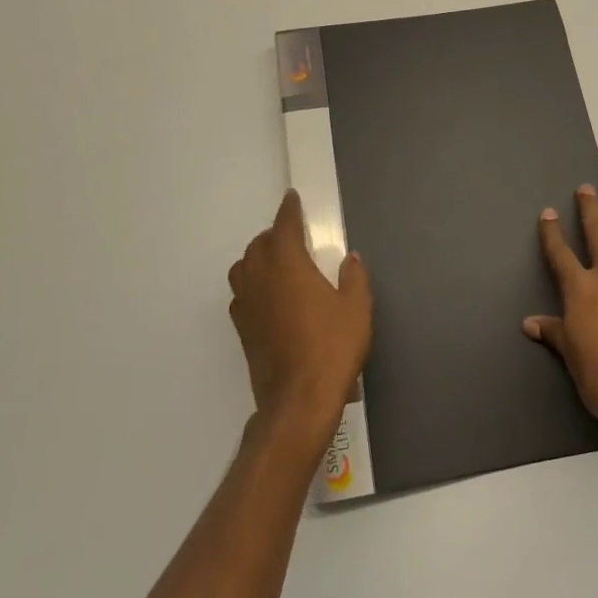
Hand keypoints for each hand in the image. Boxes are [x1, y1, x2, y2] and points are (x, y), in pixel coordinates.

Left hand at [227, 191, 371, 432]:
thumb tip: (350, 258)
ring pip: (243, 267)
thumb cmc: (332, 347)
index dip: (289, 210)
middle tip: (292, 235)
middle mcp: (261, 279)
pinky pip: (241, 294)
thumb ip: (354, 278)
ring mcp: (246, 305)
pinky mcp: (242, 329)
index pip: (284, 227)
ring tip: (277, 262)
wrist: (298, 399)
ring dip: (257, 257)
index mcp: (288, 265)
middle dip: (274, 234)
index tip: (291, 198)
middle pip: (259, 245)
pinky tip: (267, 296)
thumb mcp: (356, 309)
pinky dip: (251, 284)